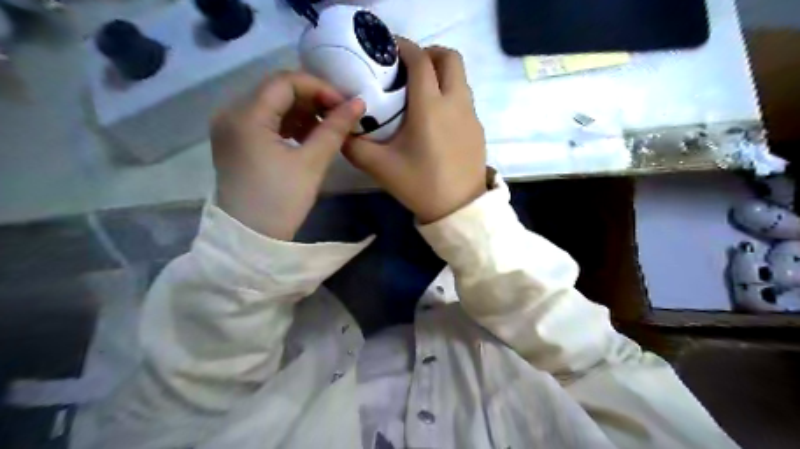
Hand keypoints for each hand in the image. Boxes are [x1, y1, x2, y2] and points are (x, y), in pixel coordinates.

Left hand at [210, 70, 364, 238]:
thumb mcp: (311, 163)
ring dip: (302, 111)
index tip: (345, 105)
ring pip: (271, 104)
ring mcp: (230, 128)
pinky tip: (308, 137)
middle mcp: (231, 113)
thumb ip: (334, 129)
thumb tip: (358, 103)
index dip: (320, 88)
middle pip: (277, 90)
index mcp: (246, 115)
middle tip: (339, 115)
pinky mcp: (235, 142)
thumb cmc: (280, 201)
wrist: (250, 238)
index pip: (286, 81)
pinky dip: (288, 124)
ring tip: (327, 128)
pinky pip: (265, 121)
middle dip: (312, 99)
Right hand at [344, 38, 486, 224]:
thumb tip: (339, 129)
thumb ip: (354, 145)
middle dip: (429, 54)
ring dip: (442, 74)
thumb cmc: (419, 185)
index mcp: (430, 106)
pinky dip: (450, 94)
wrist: (458, 209)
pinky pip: (465, 98)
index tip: (389, 50)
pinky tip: (436, 119)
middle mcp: (455, 102)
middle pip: (450, 57)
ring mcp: (471, 115)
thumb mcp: (380, 167)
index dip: (404, 46)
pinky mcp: (478, 128)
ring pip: (460, 77)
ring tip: (421, 92)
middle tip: (409, 69)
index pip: (420, 60)